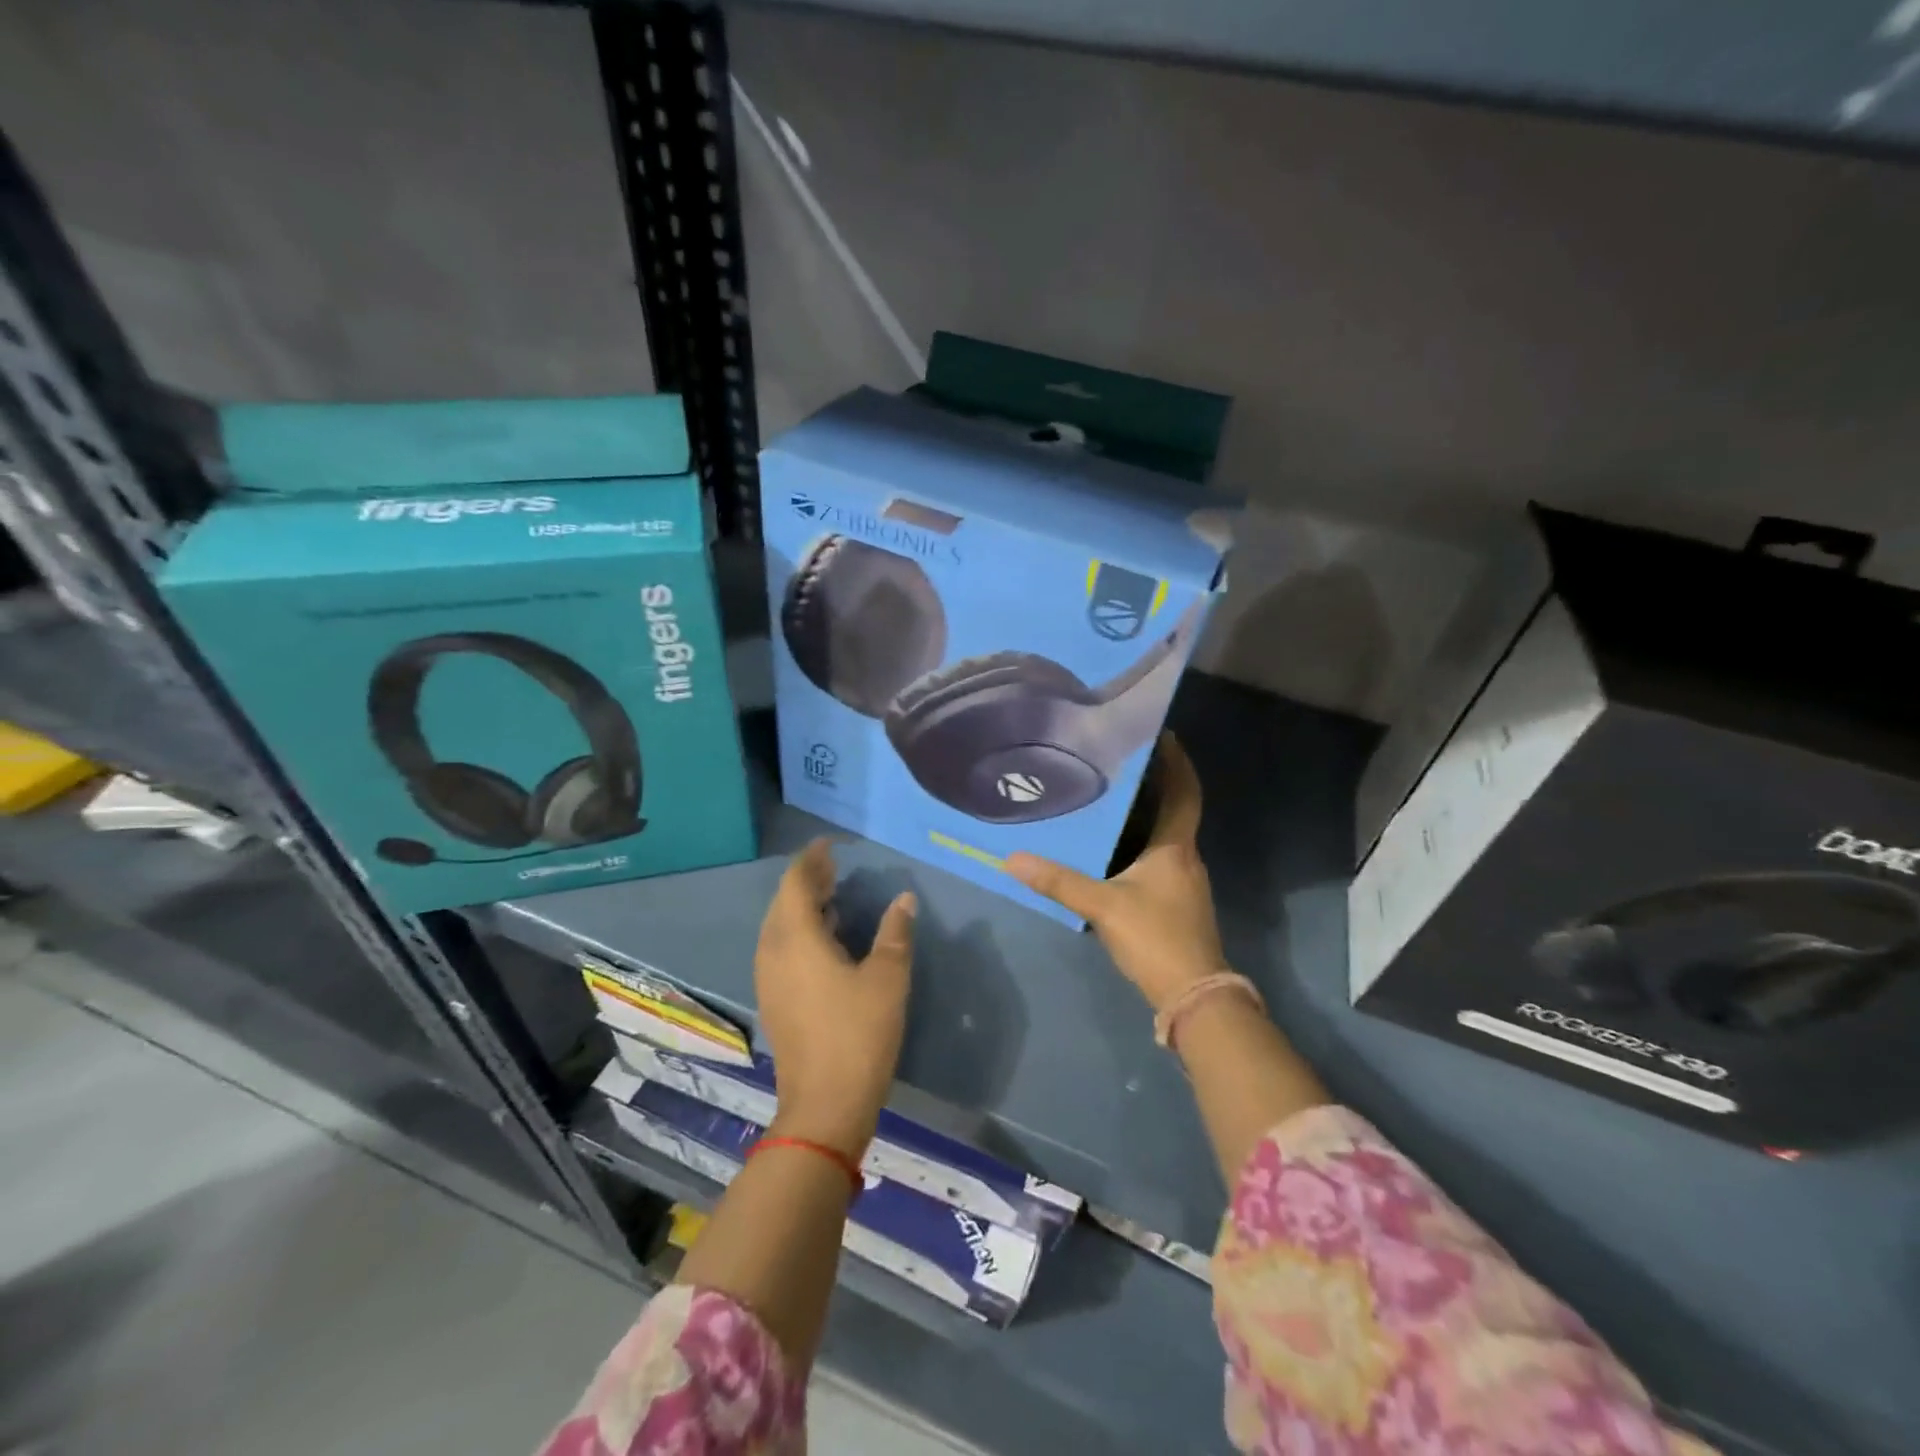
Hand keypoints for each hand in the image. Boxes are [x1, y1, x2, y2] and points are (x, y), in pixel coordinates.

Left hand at [754, 838, 915, 1157]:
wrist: (824, 1106)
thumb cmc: (858, 1034)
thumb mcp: (887, 978)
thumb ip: (895, 933)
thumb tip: (904, 899)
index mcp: (797, 938)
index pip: (796, 883)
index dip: (812, 860)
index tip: (829, 845)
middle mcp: (774, 952)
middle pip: (784, 902)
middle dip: (807, 881)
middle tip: (835, 867)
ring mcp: (769, 978)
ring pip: (779, 926)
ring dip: (802, 906)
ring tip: (833, 895)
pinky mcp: (774, 1000)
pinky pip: (781, 948)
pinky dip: (800, 931)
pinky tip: (825, 938)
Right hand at [1007, 733, 1226, 1012]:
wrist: (1193, 995)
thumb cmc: (1155, 937)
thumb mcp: (1102, 906)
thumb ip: (1059, 882)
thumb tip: (1011, 860)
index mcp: (1175, 847)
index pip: (1184, 792)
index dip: (1177, 762)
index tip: (1162, 733)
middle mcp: (1186, 857)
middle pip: (1176, 809)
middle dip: (1155, 783)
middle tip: (1120, 761)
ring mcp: (1185, 882)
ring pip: (1167, 835)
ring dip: (1148, 813)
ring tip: (1112, 797)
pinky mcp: (1178, 903)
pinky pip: (1161, 857)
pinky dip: (1143, 843)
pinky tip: (1116, 849)